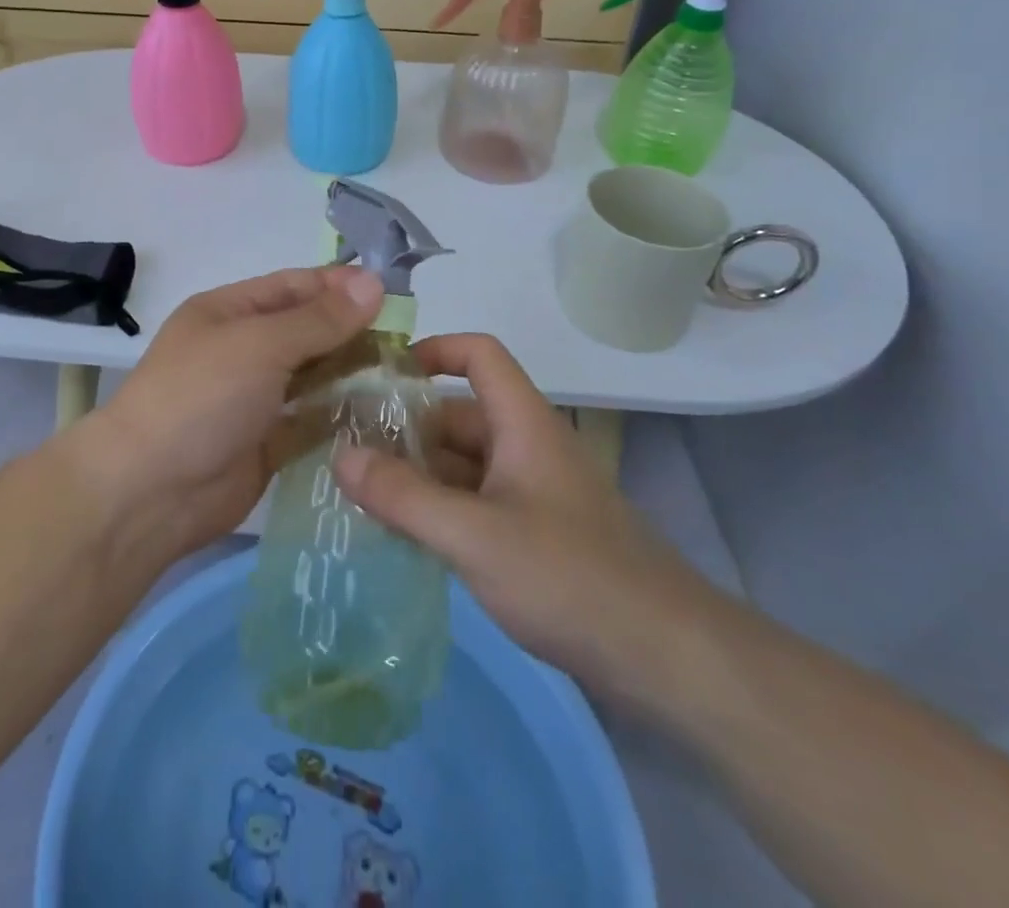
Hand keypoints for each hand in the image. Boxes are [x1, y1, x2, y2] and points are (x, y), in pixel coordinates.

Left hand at [74, 266, 384, 561]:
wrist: (151, 491)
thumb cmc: (201, 397)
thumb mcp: (260, 344)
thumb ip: (319, 319)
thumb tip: (373, 283)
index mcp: (230, 312)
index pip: (294, 287)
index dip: (340, 287)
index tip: (392, 294)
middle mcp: (243, 349)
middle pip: (307, 331)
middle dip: (352, 332)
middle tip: (408, 341)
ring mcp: (254, 398)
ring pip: (312, 377)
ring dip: (351, 375)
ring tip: (405, 376)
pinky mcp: (267, 442)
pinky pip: (311, 421)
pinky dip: (340, 417)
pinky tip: (382, 416)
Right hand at [333, 333, 717, 709]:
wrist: (669, 658)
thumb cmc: (569, 576)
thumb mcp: (474, 536)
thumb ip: (403, 497)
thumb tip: (340, 455)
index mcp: (522, 423)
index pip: (479, 354)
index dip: (433, 350)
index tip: (381, 375)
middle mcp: (527, 446)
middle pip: (459, 414)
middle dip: (405, 427)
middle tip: (346, 448)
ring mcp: (534, 493)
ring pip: (464, 464)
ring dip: (418, 473)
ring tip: (359, 493)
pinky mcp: (538, 535)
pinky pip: (476, 503)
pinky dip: (440, 509)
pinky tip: (403, 535)